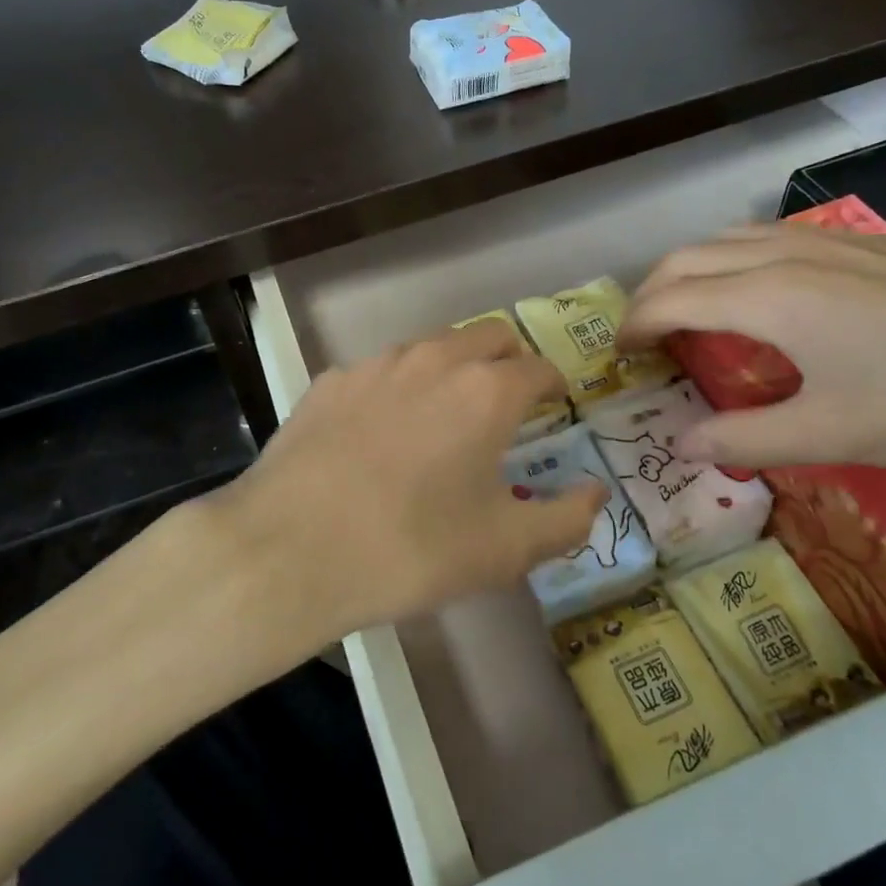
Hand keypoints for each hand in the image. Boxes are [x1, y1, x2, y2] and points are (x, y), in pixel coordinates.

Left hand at [202, 319, 606, 648]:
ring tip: (445, 413)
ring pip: (431, 346)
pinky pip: (379, 371)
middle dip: (508, 360)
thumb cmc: (411, 549)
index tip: (554, 405)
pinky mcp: (329, 382)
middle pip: (488, 335)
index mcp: (485, 391)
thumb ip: (566, 519)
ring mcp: (375, 366)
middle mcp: (433, 361)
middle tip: (508, 402)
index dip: (553, 384)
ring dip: (452, 367)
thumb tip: (596, 494)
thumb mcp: (504, 550)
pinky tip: (380, 431)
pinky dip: (397, 388)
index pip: (538, 367)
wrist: (289, 550)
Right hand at [618, 222, 885, 469]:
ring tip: (686, 310)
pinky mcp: (864, 241)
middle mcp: (785, 254)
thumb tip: (681, 442)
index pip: (671, 299)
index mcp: (768, 297)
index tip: (618, 355)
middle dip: (650, 292)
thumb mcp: (834, 434)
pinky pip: (769, 236)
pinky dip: (733, 259)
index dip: (634, 325)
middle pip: (688, 257)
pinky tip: (759, 292)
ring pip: (728, 238)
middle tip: (642, 336)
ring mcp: (827, 239)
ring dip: (690, 269)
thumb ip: (745, 437)